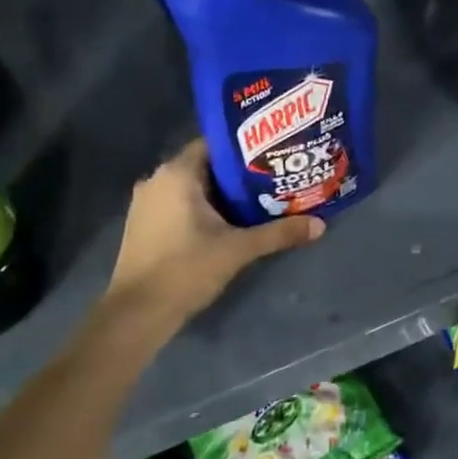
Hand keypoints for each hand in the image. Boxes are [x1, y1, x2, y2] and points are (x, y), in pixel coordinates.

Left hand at [107, 140, 323, 326]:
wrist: (136, 313)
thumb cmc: (186, 269)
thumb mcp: (238, 249)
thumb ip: (279, 233)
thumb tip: (320, 225)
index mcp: (177, 174)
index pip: (214, 144)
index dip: (245, 149)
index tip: (272, 156)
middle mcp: (157, 180)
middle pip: (205, 166)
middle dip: (238, 174)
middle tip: (273, 179)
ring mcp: (146, 203)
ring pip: (192, 188)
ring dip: (221, 194)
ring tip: (258, 200)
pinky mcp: (144, 225)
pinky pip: (179, 204)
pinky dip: (202, 209)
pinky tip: (228, 223)